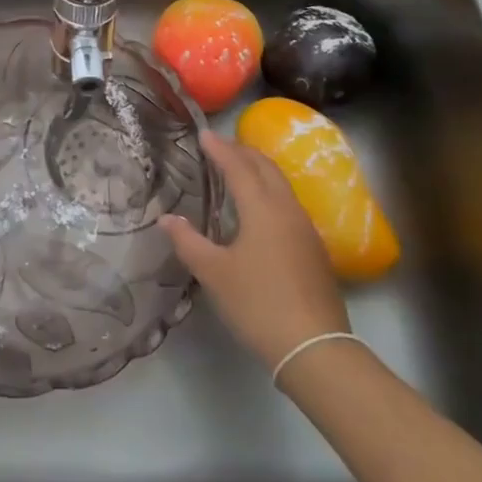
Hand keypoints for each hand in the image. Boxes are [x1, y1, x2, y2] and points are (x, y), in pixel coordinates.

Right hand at [163, 131, 348, 370]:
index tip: (204, 134)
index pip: (238, 167)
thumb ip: (188, 242)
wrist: (315, 347)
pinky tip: (260, 208)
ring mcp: (305, 229)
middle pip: (266, 168)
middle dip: (243, 152)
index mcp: (262, 209)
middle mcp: (287, 210)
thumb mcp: (214, 273)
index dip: (220, 149)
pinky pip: (288, 203)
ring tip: (239, 169)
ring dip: (259, 170)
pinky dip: (270, 191)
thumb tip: (166, 219)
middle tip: (220, 145)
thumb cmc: (258, 304)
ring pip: (281, 185)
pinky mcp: (314, 249)